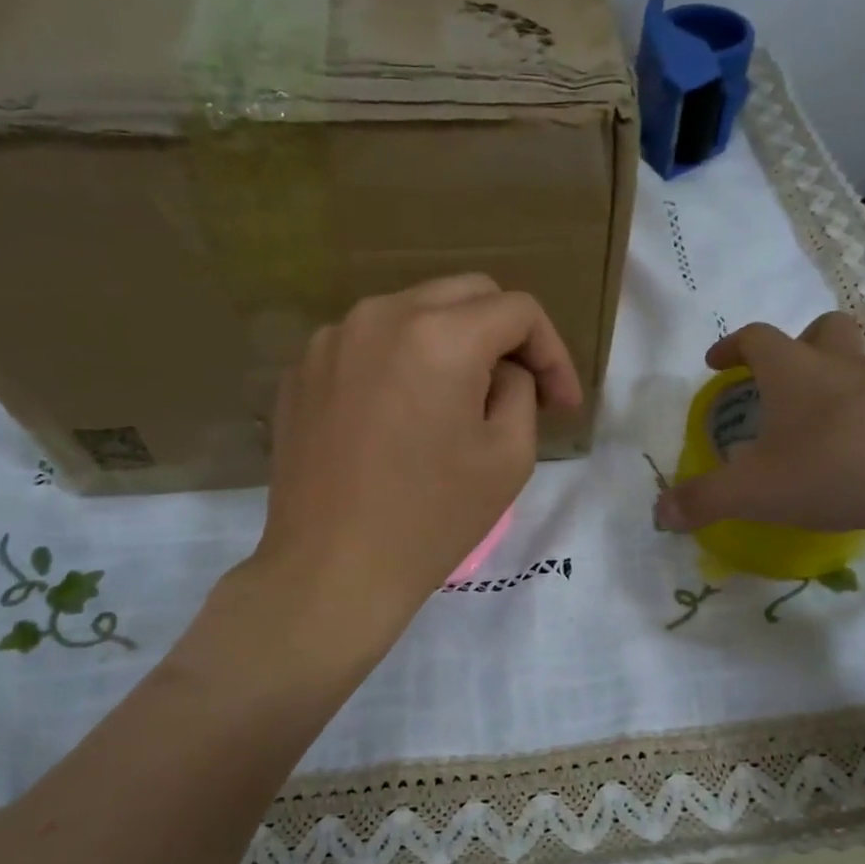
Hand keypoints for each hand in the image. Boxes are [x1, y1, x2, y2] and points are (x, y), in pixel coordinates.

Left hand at [254, 275, 582, 635]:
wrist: (332, 569)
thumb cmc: (431, 519)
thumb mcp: (509, 456)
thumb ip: (520, 390)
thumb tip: (502, 370)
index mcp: (439, 336)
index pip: (517, 310)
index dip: (552, 352)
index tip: (562, 404)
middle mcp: (380, 316)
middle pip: (465, 294)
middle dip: (505, 336)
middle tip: (521, 390)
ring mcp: (331, 339)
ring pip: (413, 313)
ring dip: (451, 344)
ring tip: (459, 403)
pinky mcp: (302, 369)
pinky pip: (369, 344)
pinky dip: (401, 363)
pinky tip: (403, 415)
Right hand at [652, 313, 864, 555]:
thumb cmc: (831, 471)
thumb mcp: (753, 492)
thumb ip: (702, 500)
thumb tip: (659, 514)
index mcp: (795, 372)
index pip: (757, 338)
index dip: (733, 345)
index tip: (717, 362)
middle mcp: (847, 366)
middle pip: (827, 329)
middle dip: (803, 342)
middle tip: (789, 373)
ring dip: (859, 369)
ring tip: (848, 401)